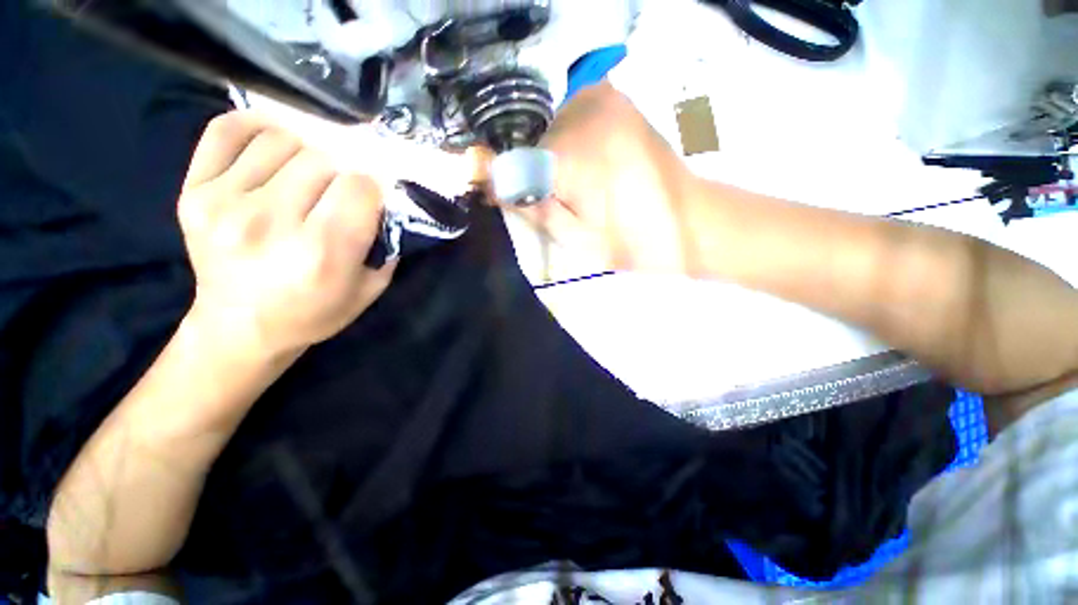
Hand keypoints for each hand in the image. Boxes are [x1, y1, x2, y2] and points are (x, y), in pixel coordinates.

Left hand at [178, 111, 393, 355]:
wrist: (241, 329)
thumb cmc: (314, 312)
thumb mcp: (369, 289)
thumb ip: (384, 243)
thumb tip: (385, 198)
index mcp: (321, 253)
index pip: (359, 187)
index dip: (372, 188)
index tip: (370, 199)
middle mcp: (270, 224)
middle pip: (323, 159)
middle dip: (342, 171)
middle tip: (339, 190)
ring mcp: (223, 204)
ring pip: (283, 140)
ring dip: (305, 153)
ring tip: (306, 176)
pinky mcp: (192, 192)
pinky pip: (228, 130)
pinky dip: (257, 128)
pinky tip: (272, 147)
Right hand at [512, 81, 704, 272]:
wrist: (689, 221)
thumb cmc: (631, 241)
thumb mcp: (574, 238)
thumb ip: (530, 206)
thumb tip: (489, 182)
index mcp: (570, 153)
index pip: (510, 159)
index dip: (504, 179)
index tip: (507, 198)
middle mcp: (583, 110)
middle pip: (529, 137)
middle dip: (529, 166)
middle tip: (551, 197)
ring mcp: (602, 97)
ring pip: (547, 124)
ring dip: (548, 153)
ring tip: (573, 184)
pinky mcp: (615, 98)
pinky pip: (569, 114)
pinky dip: (565, 138)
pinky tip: (585, 165)